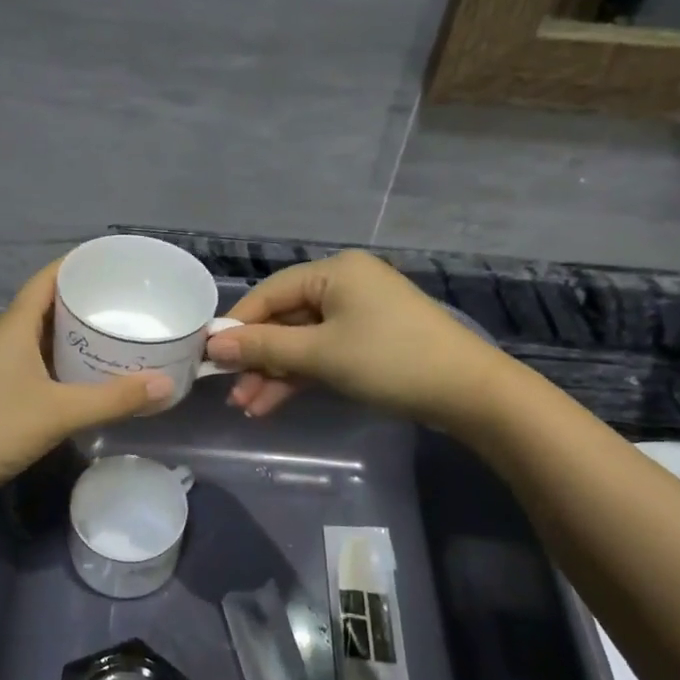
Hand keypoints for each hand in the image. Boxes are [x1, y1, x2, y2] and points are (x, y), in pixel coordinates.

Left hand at [0, 261, 172, 500]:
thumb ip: (114, 398)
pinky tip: (94, 375)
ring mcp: (2, 368)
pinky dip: (68, 364)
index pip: (47, 280)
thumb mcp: (60, 412)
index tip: (115, 263)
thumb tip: (167, 384)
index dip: (77, 265)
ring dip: (78, 335)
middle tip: (130, 302)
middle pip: (50, 307)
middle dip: (87, 302)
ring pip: (46, 339)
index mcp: (14, 327)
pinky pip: (42, 366)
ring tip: (121, 333)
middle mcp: (7, 339)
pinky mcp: (3, 394)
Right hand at [203, 250, 511, 430]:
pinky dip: (299, 377)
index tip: (209, 356)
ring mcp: (358, 315)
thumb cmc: (390, 360)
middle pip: (284, 320)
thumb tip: (214, 344)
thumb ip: (265, 348)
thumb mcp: (321, 354)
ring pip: (301, 342)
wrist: (469, 393)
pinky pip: (322, 354)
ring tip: (248, 408)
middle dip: (257, 359)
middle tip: (230, 392)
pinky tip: (272, 403)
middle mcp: (344, 285)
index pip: (270, 293)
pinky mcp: (368, 343)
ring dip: (274, 374)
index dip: (238, 325)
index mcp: (335, 272)